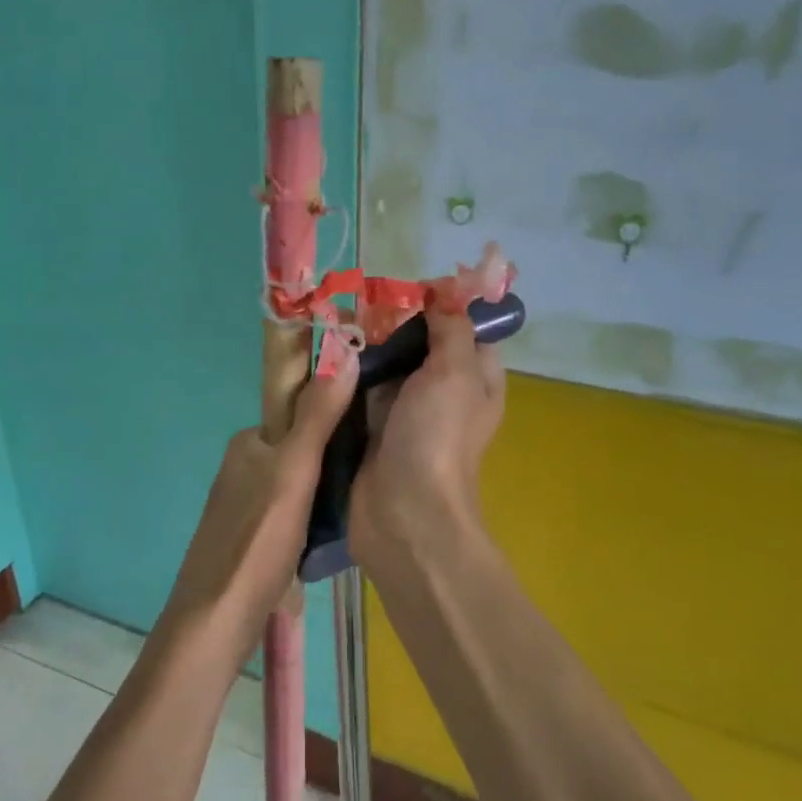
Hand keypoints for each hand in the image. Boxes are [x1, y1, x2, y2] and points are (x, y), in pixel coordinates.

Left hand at [166, 360, 356, 637]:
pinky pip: (293, 512)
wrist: (218, 618)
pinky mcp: (251, 537)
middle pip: (302, 447)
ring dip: (328, 490)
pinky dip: (315, 517)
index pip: (299, 410)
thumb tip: (344, 353)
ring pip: (300, 483)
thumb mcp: (295, 471)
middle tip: (377, 469)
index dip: (337, 412)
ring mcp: (245, 504)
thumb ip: (318, 416)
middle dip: (336, 456)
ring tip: (365, 502)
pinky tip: (336, 534)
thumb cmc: (258, 539)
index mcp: (249, 442)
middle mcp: (243, 466)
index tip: (376, 424)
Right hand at [351, 310, 504, 565]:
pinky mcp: (371, 431)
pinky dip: (346, 376)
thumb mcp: (455, 372)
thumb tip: (445, 291)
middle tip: (361, 300)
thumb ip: (451, 328)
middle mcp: (443, 394)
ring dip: (365, 348)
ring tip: (336, 320)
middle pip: (420, 346)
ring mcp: (405, 414)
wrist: (402, 513)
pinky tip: (325, 354)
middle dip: (393, 324)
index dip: (443, 306)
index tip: (410, 287)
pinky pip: (359, 393)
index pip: (465, 331)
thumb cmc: (437, 437)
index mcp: (476, 380)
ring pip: (386, 368)